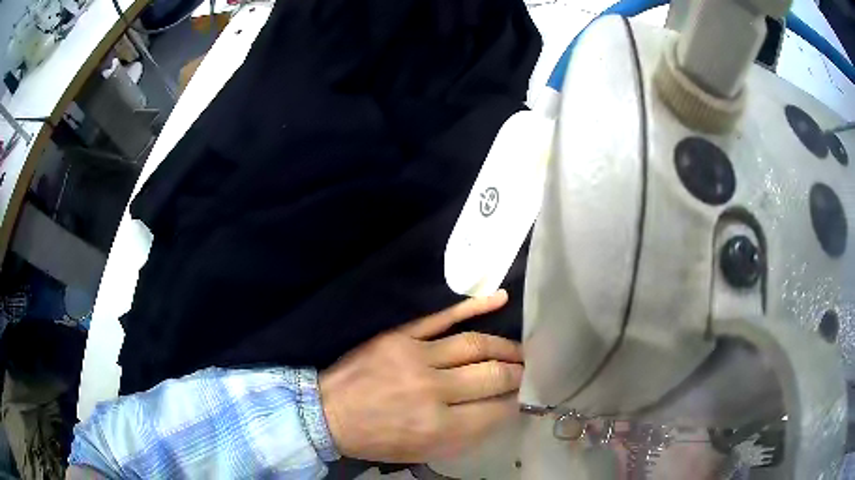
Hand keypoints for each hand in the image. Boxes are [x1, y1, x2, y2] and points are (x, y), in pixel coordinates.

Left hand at [319, 290, 521, 462]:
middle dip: (517, 374)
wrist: (330, 413)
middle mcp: (433, 390)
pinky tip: (500, 300)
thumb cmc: (378, 439)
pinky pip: (443, 317)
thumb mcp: (424, 452)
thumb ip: (466, 435)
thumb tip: (502, 410)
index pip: (497, 409)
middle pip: (492, 375)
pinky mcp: (401, 336)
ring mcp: (416, 357)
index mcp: (438, 427)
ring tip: (519, 352)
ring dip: (505, 347)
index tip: (523, 397)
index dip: (515, 402)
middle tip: (527, 373)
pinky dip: (475, 306)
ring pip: (475, 344)